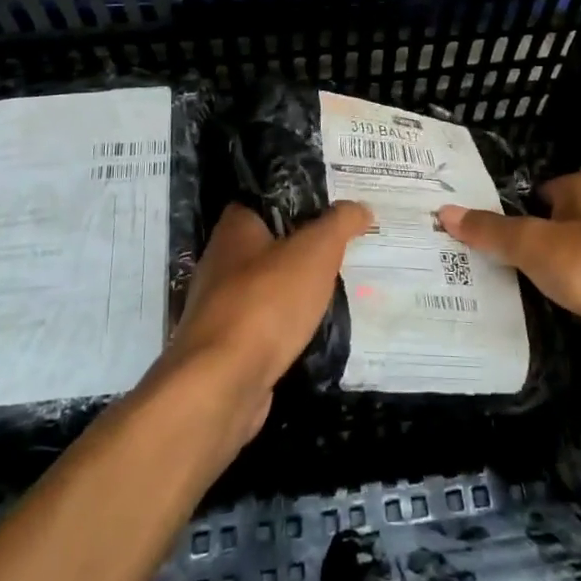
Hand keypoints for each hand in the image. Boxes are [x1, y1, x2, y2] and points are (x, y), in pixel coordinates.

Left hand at [160, 201, 371, 442]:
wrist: (222, 383)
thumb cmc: (267, 302)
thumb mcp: (315, 251)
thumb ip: (339, 223)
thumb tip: (360, 208)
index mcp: (235, 227)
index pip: (267, 198)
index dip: (301, 199)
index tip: (336, 208)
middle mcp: (220, 260)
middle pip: (269, 243)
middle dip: (304, 247)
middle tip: (344, 248)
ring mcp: (219, 306)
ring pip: (268, 286)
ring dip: (296, 288)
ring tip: (337, 288)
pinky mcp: (226, 345)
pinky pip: (264, 323)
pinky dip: (287, 324)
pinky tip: (314, 329)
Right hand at [440, 173, 580, 369]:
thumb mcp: (532, 242)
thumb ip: (490, 230)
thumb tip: (444, 212)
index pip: (542, 189)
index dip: (514, 202)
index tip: (482, 222)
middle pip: (554, 226)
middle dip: (525, 241)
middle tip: (480, 257)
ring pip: (568, 263)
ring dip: (544, 275)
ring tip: (497, 288)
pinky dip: (562, 303)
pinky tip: (533, 316)